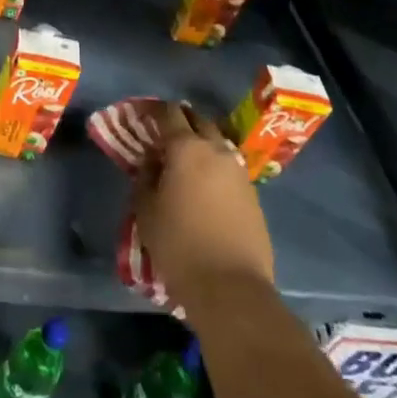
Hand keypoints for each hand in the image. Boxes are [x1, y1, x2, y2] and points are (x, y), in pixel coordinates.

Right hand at [132, 103, 275, 318]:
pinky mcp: (253, 194)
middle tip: (164, 134)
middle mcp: (217, 150)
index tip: (143, 115)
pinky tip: (206, 186)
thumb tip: (153, 161)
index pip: (169, 113)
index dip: (154, 110)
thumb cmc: (179, 245)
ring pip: (218, 144)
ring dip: (201, 144)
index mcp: (187, 148)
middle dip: (181, 121)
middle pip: (199, 121)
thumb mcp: (146, 209)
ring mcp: (239, 172)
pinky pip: (230, 168)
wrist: (231, 287)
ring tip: (185, 161)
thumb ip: (145, 176)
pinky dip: (215, 167)